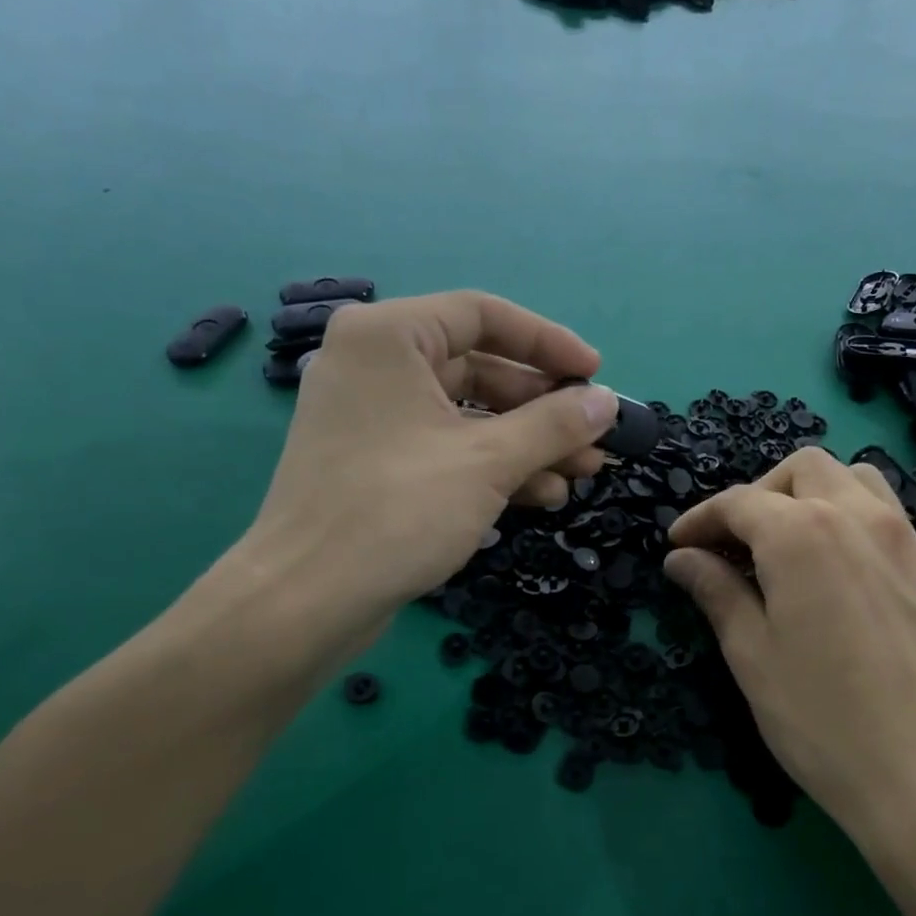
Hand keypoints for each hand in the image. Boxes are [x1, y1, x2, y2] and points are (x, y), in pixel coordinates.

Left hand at [233, 291, 617, 652]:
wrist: (307, 600)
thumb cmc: (397, 511)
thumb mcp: (489, 462)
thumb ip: (555, 425)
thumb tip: (608, 402)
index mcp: (389, 337)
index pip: (484, 315)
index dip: (549, 343)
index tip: (595, 376)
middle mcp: (375, 364)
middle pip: (480, 367)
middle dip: (544, 407)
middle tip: (594, 436)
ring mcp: (374, 415)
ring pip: (468, 413)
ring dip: (528, 441)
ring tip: (582, 472)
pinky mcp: (377, 461)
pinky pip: (447, 445)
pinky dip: (493, 464)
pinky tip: (540, 495)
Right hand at [663, 448, 915, 852]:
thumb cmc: (824, 720)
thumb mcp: (752, 656)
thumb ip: (716, 592)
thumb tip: (681, 558)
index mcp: (801, 533)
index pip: (739, 502)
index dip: (700, 518)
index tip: (677, 544)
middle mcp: (855, 516)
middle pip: (799, 470)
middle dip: (758, 495)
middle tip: (733, 545)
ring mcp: (901, 537)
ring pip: (850, 478)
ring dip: (808, 494)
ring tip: (784, 545)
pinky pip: (883, 510)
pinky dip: (846, 513)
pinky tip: (832, 567)